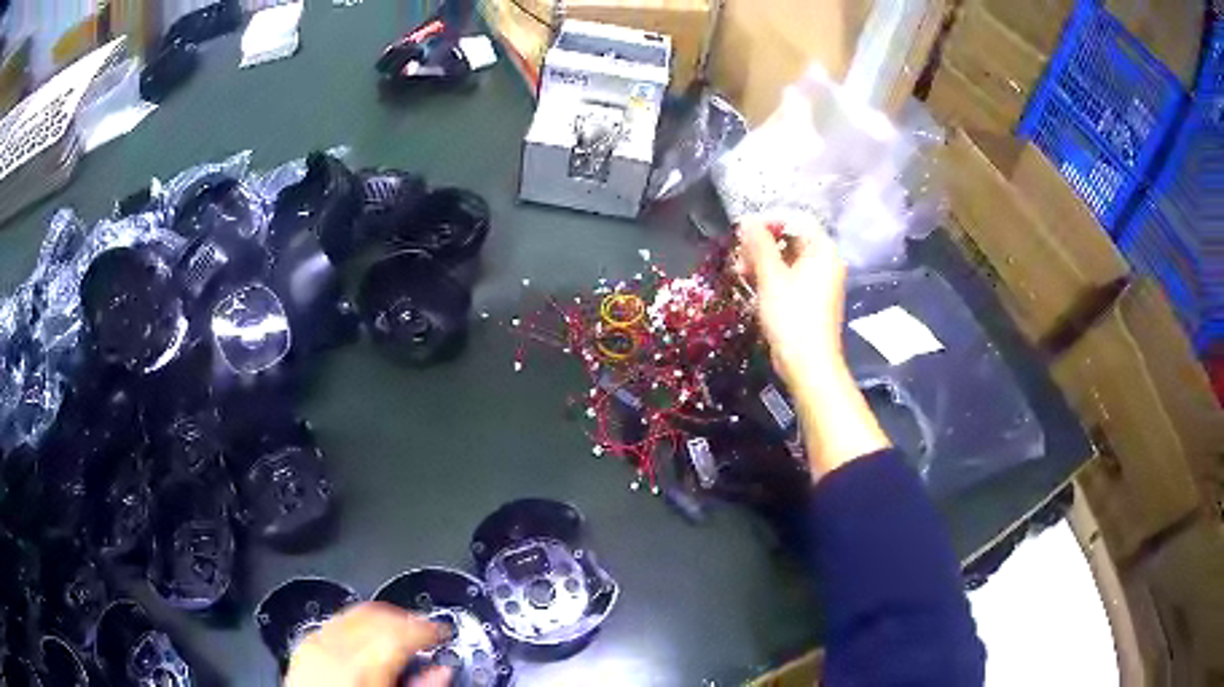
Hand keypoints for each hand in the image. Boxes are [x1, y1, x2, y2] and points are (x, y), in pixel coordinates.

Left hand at [286, 602, 451, 686]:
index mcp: (360, 665)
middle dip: (407, 619)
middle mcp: (334, 646)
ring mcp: (315, 642)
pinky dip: (359, 623)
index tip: (443, 631)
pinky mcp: (305, 644)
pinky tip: (370, 636)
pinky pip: (337, 621)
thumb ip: (419, 684)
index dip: (428, 627)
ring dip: (384, 617)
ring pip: (356, 612)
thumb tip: (443, 671)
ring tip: (401, 631)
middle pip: (378, 615)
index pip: (401, 631)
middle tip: (427, 630)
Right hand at [738, 217, 846, 389]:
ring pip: (788, 260)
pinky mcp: (810, 300)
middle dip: (762, 245)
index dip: (769, 222)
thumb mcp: (771, 277)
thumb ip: (759, 245)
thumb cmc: (792, 317)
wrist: (808, 364)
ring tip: (741, 273)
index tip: (744, 233)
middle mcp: (825, 262)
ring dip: (762, 262)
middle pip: (791, 240)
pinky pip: (790, 278)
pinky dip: (771, 278)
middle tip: (739, 257)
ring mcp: (819, 282)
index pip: (797, 221)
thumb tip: (747, 220)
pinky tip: (753, 287)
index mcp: (823, 251)